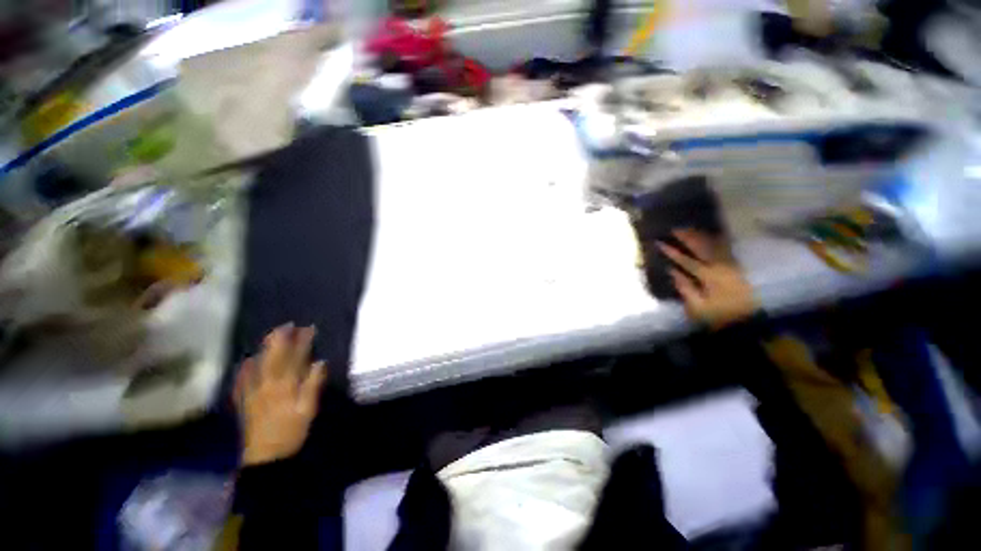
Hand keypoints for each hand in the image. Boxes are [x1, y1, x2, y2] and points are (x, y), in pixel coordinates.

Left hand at [234, 324, 327, 465]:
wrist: (266, 457)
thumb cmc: (291, 432)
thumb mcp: (308, 409)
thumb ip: (313, 385)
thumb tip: (320, 362)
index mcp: (285, 386)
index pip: (294, 359)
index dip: (301, 342)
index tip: (308, 329)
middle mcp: (267, 385)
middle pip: (274, 358)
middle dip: (280, 340)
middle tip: (286, 326)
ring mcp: (254, 393)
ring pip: (258, 366)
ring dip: (264, 350)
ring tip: (269, 336)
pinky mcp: (246, 403)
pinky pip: (242, 382)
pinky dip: (244, 370)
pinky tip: (245, 363)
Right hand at [658, 230, 758, 328]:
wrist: (746, 323)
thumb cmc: (717, 317)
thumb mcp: (696, 307)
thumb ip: (684, 288)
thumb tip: (672, 271)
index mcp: (708, 277)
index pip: (686, 261)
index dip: (672, 251)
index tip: (659, 243)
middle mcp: (721, 267)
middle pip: (703, 248)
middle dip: (688, 237)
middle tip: (676, 229)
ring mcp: (731, 266)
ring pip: (716, 246)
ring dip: (702, 236)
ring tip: (691, 228)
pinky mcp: (737, 268)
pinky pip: (727, 250)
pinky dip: (718, 241)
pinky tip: (713, 235)